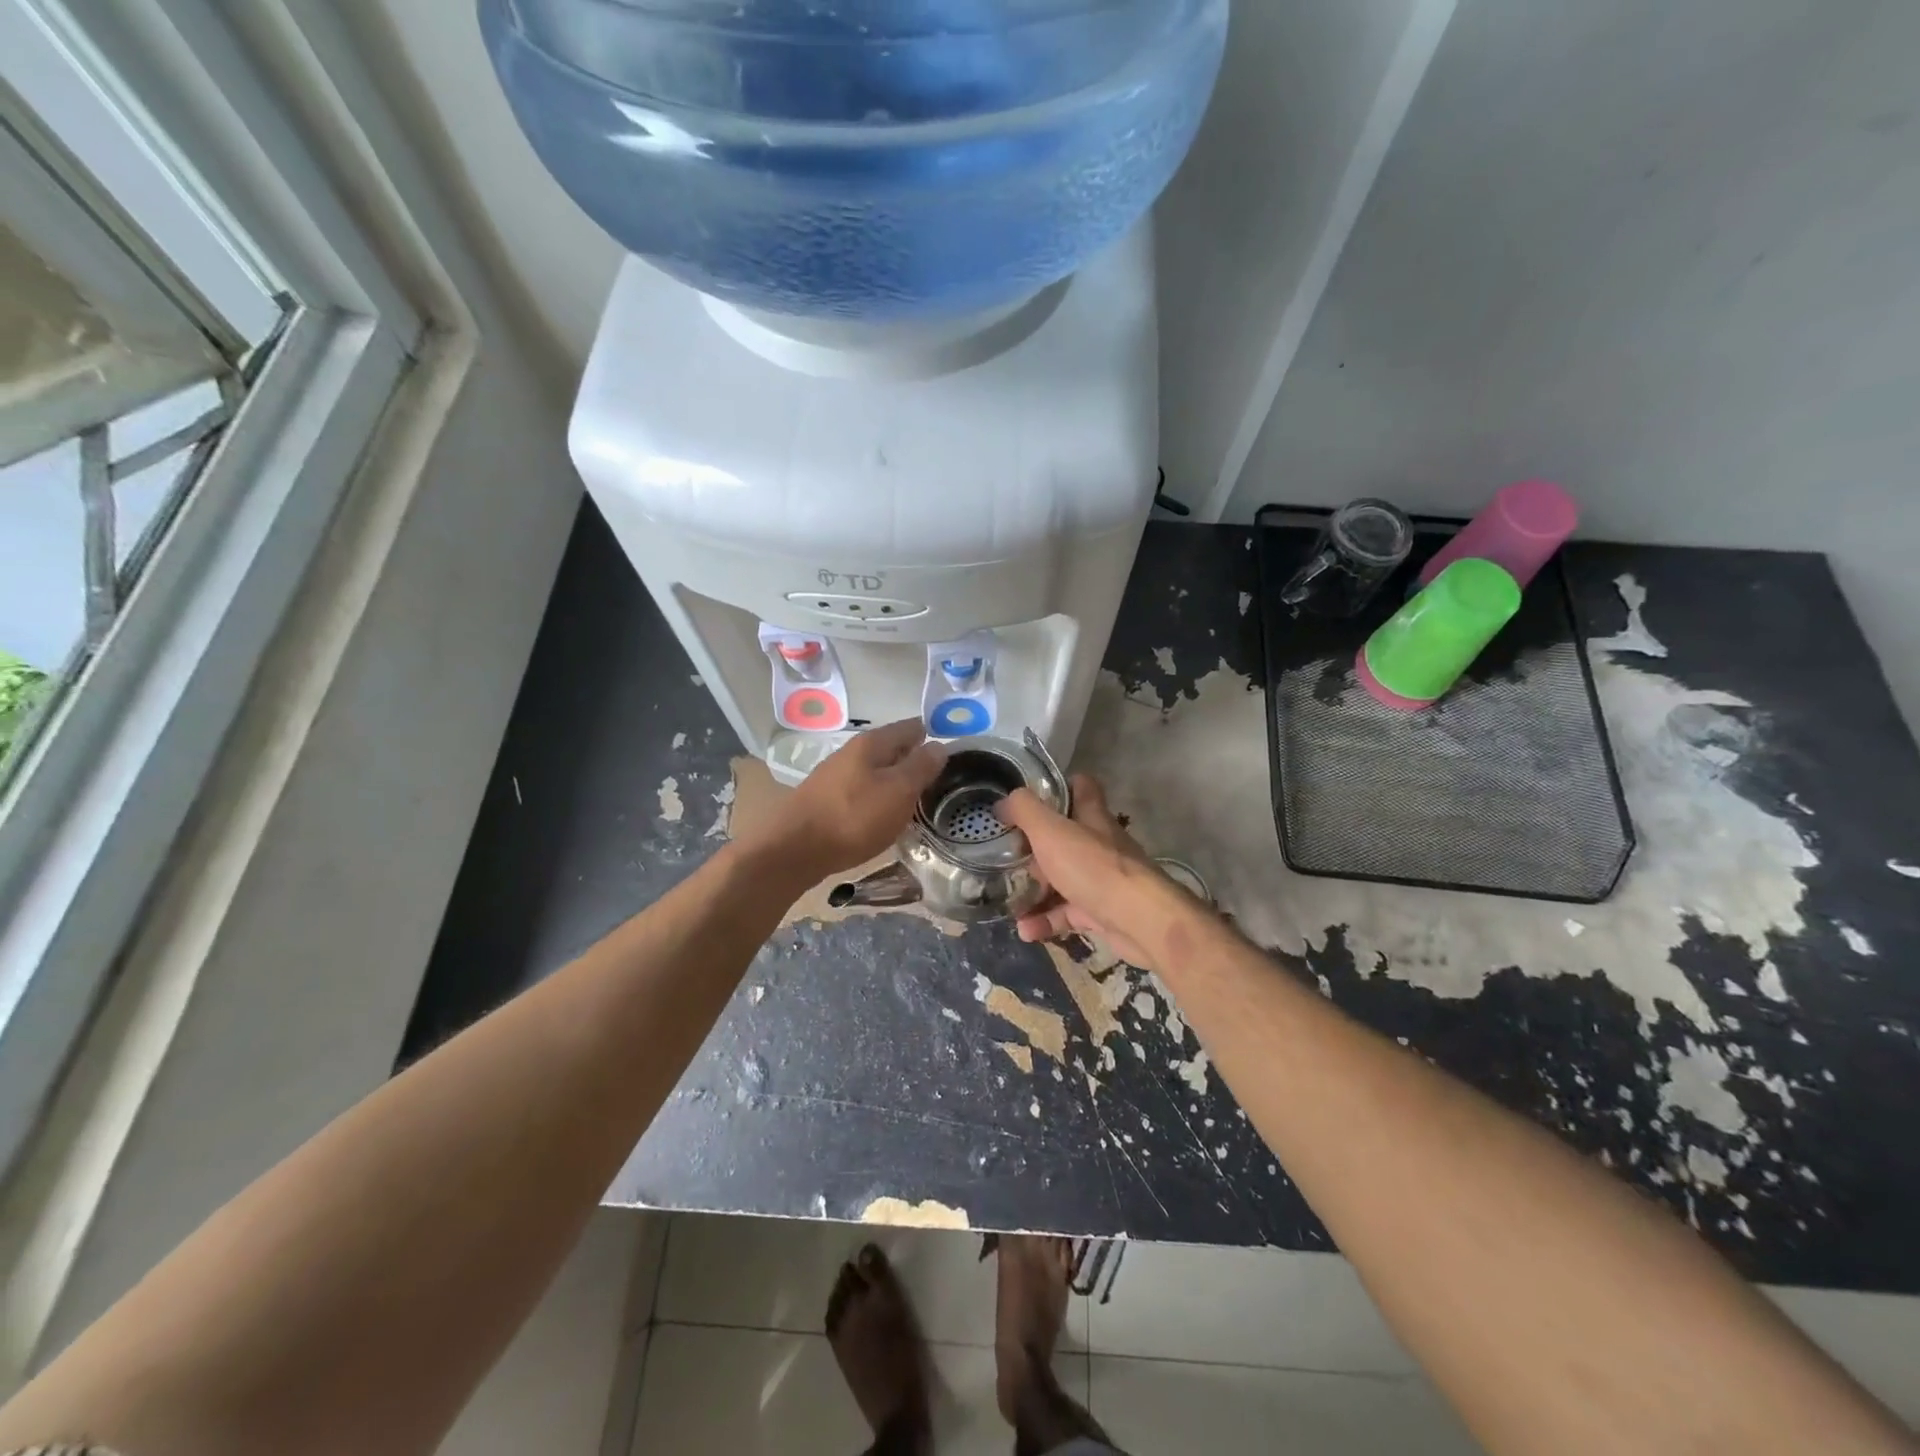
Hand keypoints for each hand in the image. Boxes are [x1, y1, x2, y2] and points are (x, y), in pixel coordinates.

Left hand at [759, 719, 947, 879]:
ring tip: (918, 802)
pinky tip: (885, 817)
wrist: (794, 851)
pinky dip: (879, 800)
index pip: (911, 727)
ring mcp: (836, 776)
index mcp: (872, 743)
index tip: (955, 753)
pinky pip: (863, 792)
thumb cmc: (853, 817)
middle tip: (942, 781)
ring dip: (897, 782)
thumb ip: (921, 767)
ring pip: (877, 772)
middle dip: (915, 761)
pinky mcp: (827, 800)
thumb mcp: (898, 791)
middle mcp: (852, 752)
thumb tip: (940, 746)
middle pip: (893, 749)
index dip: (934, 736)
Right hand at [998, 775, 1188, 969]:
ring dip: (1035, 892)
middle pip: (1065, 838)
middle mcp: (1099, 845)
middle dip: (1035, 849)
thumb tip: (1003, 803)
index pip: (1082, 788)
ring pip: (1063, 879)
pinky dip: (1046, 921)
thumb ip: (1025, 811)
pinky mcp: (1102, 913)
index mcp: (1092, 817)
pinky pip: (1068, 914)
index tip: (1030, 798)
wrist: (1140, 921)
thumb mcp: (1051, 831)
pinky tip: (1025, 931)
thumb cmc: (1094, 867)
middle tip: (1009, 857)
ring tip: (1009, 903)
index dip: (1059, 787)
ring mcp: (1102, 880)